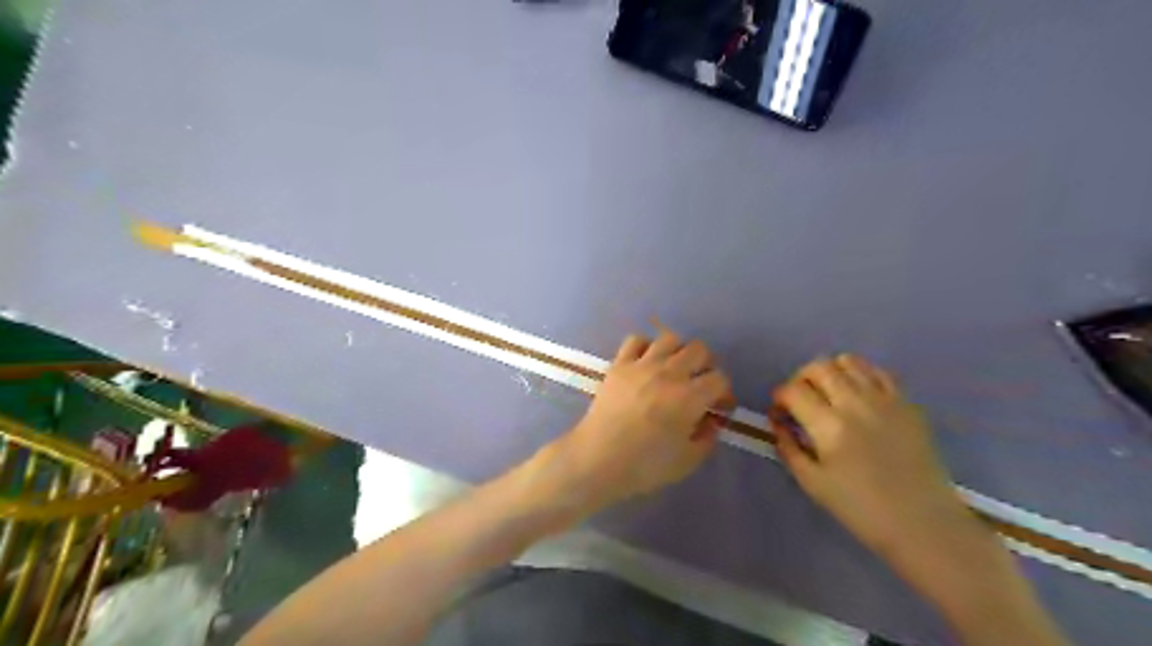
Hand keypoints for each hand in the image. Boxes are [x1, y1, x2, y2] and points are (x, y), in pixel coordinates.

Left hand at [547, 331, 727, 511]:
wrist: (597, 459)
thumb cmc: (644, 466)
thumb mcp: (687, 461)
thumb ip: (707, 438)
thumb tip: (711, 421)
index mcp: (690, 397)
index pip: (720, 379)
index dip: (724, 393)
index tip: (719, 408)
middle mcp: (669, 373)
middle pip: (699, 350)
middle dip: (706, 366)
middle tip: (700, 384)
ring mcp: (642, 365)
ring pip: (669, 338)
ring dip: (678, 351)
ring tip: (674, 369)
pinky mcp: (619, 364)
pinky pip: (636, 340)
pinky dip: (645, 347)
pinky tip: (645, 362)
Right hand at [772, 354, 965, 553]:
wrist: (923, 524)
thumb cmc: (861, 509)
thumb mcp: (812, 483)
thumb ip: (788, 448)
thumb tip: (778, 424)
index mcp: (829, 426)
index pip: (792, 391)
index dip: (778, 398)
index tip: (779, 414)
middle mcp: (856, 403)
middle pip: (818, 367)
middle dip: (800, 379)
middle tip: (800, 400)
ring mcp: (885, 400)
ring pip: (848, 361)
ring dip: (830, 372)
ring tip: (828, 393)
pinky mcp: (907, 404)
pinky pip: (879, 372)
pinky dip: (861, 375)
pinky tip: (857, 395)